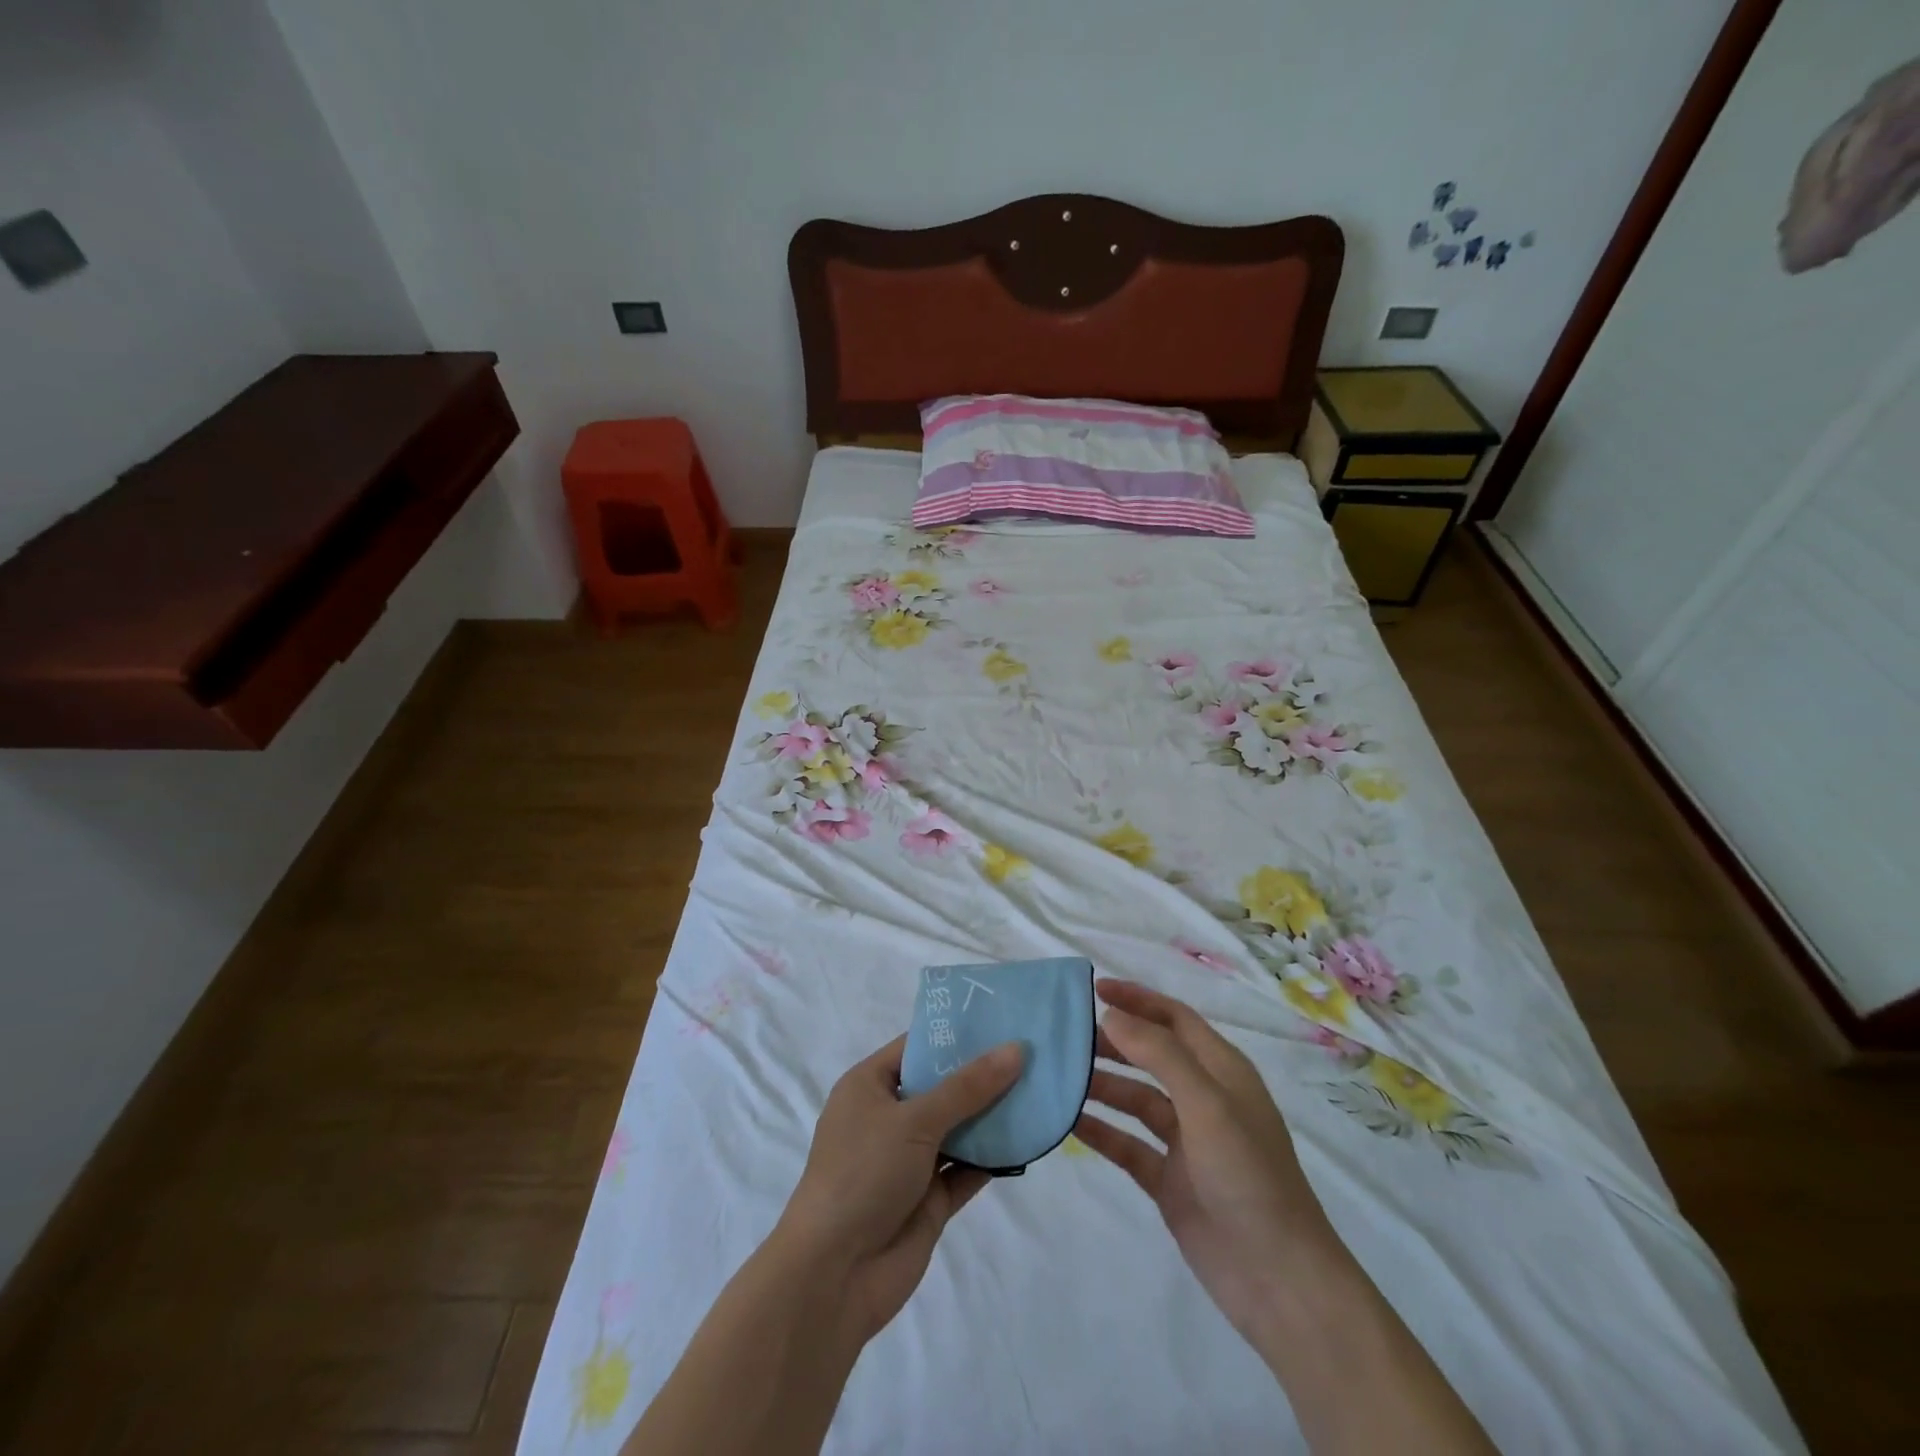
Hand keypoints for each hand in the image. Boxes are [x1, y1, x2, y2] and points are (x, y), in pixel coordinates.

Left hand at [776, 1035, 1023, 1343]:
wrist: (835, 1276)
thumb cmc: (863, 1174)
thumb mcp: (914, 1119)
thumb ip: (968, 1087)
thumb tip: (1015, 1049)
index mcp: (870, 1086)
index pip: (918, 1047)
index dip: (957, 1033)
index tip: (1003, 1018)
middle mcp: (889, 1117)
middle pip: (942, 1086)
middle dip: (983, 1073)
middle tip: (1033, 1050)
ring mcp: (910, 1159)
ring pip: (959, 1128)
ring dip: (993, 1115)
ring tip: (1041, 1087)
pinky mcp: (930, 1198)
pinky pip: (967, 1167)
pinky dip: (994, 1156)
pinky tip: (1030, 1139)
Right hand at [1075, 980, 1346, 1348]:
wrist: (1279, 1280)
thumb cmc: (1248, 1176)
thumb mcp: (1207, 1104)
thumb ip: (1159, 1055)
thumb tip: (1111, 1015)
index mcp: (1221, 1071)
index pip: (1174, 1018)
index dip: (1137, 999)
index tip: (1092, 990)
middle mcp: (1203, 1099)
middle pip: (1150, 1055)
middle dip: (1112, 1041)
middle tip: (1065, 1035)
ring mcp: (1185, 1142)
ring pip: (1135, 1098)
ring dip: (1101, 1085)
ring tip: (1058, 1075)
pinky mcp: (1169, 1180)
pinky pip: (1127, 1144)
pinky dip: (1100, 1130)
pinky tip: (1067, 1122)